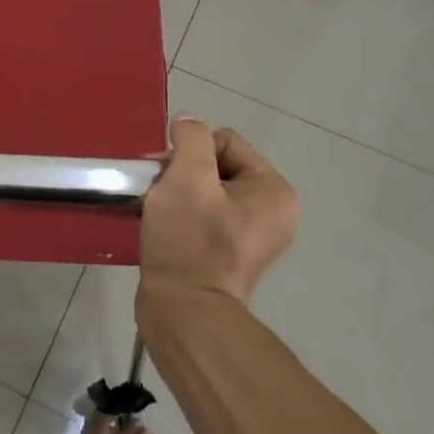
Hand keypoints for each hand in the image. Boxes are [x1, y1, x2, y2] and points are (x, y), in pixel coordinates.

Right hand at [138, 114, 298, 307]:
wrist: (184, 312)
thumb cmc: (189, 240)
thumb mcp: (187, 176)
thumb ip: (190, 138)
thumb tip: (188, 121)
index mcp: (274, 190)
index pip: (225, 141)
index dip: (190, 152)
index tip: (166, 176)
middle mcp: (274, 212)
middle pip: (217, 166)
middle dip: (184, 174)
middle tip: (158, 194)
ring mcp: (254, 238)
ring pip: (207, 192)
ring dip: (179, 195)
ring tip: (159, 214)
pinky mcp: (231, 257)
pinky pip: (206, 218)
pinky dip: (183, 217)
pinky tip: (166, 230)